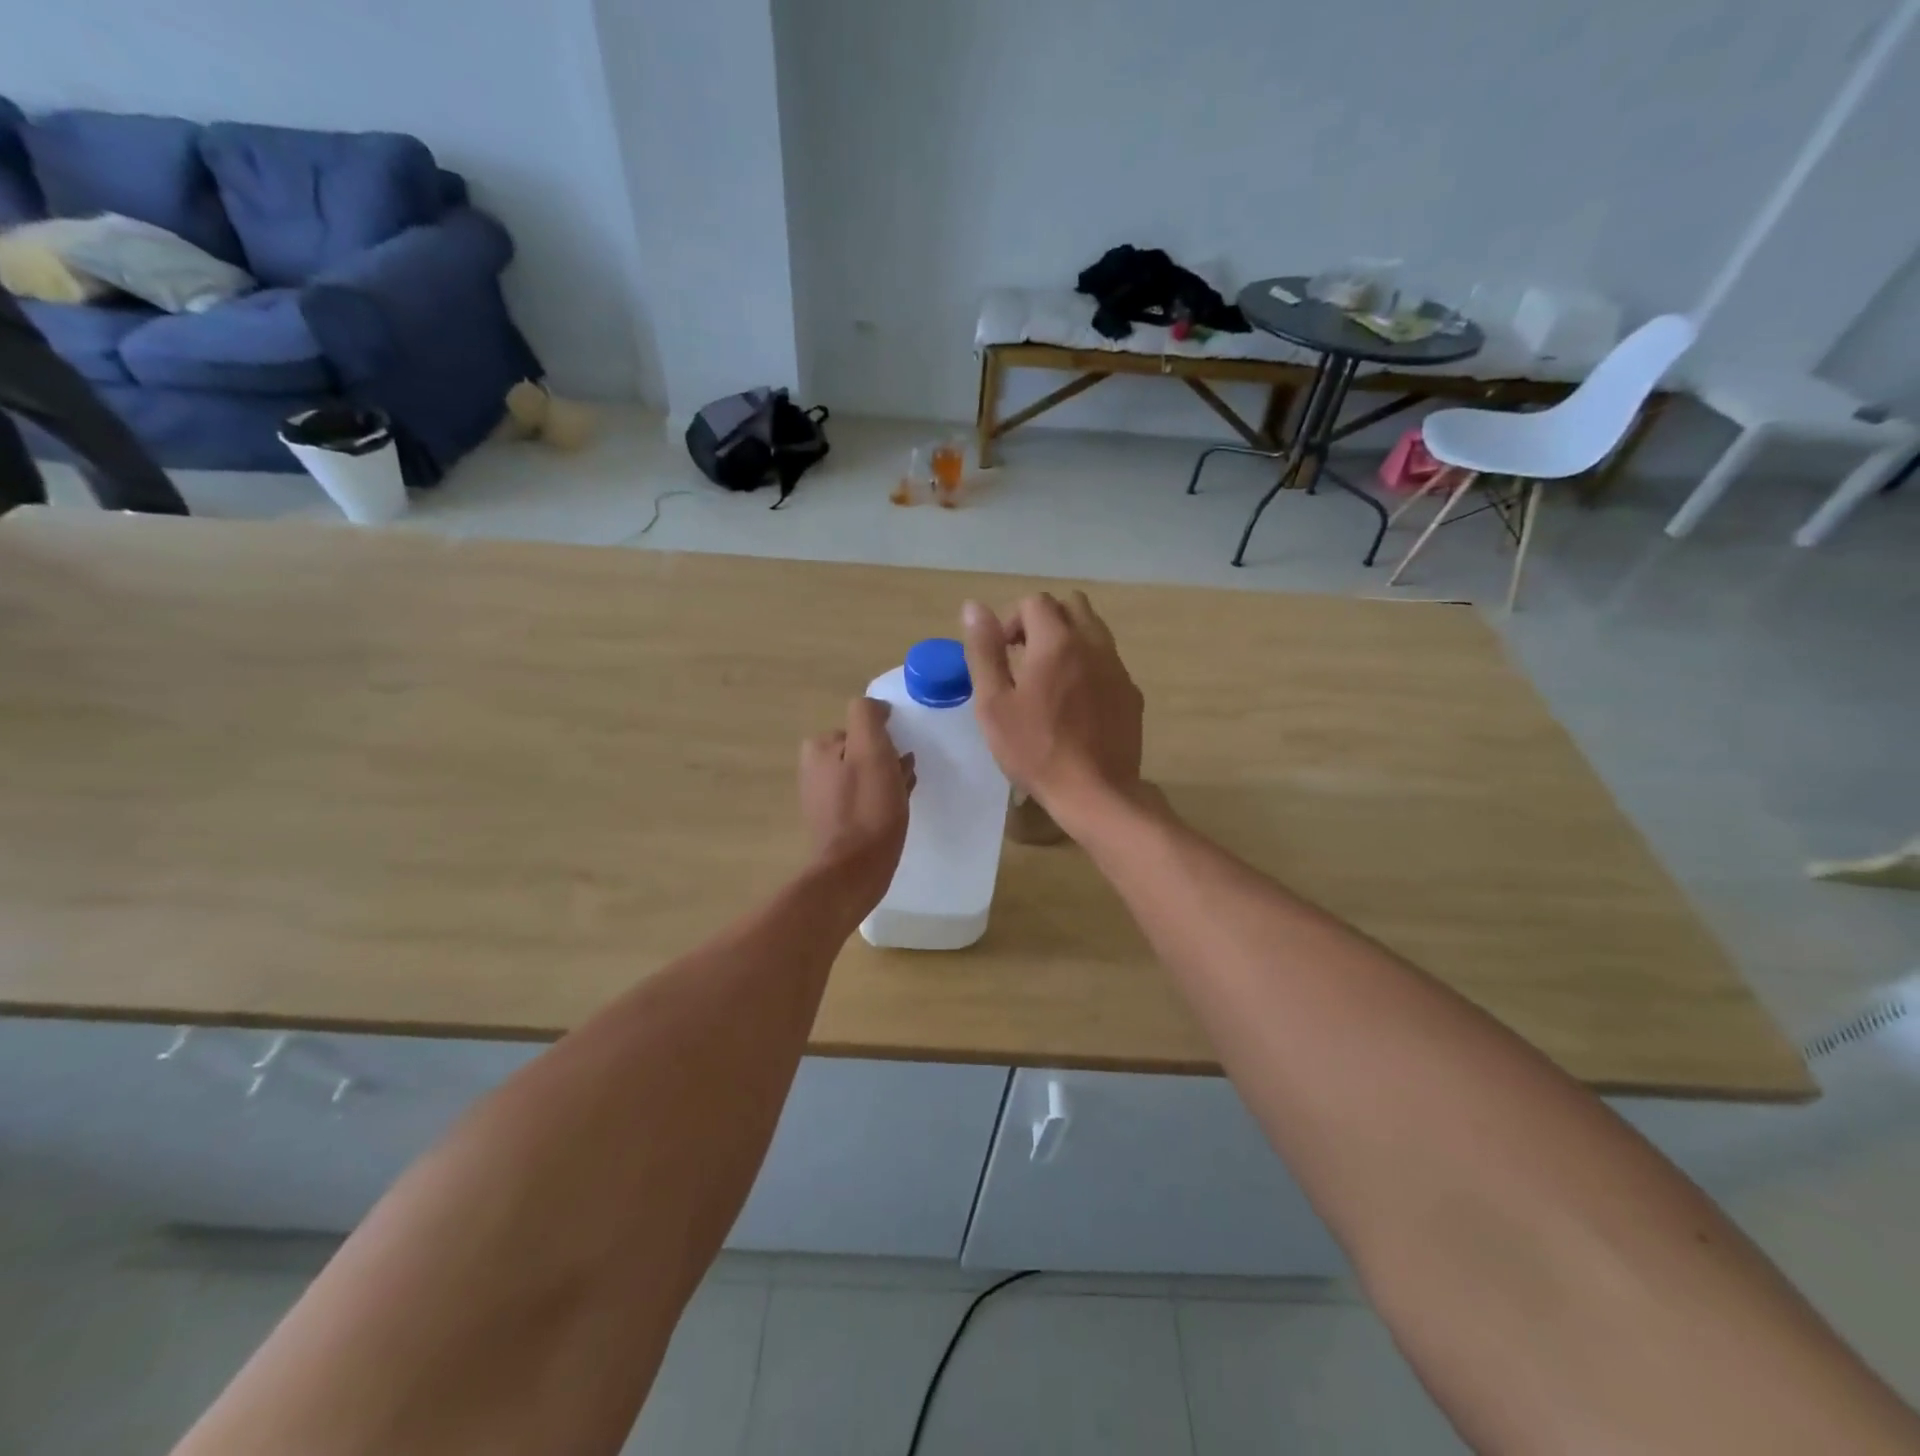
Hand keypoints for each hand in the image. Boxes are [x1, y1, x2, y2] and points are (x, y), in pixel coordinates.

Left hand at [799, 697, 914, 905]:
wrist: (855, 870)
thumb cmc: (868, 807)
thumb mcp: (870, 749)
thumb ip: (868, 717)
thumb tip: (876, 707)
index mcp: (818, 749)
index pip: (860, 727)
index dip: (885, 739)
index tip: (900, 756)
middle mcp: (813, 770)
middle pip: (862, 751)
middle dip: (886, 759)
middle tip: (905, 777)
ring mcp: (822, 799)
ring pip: (865, 775)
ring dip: (887, 779)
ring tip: (906, 794)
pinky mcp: (835, 823)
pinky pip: (863, 799)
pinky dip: (881, 800)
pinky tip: (896, 811)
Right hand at [961, 592, 1143, 828]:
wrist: (1096, 792)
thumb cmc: (1035, 749)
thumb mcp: (993, 703)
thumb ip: (984, 651)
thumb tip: (973, 607)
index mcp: (1056, 641)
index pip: (1035, 602)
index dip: (1012, 620)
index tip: (1002, 654)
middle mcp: (1093, 644)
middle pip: (1071, 605)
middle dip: (1044, 620)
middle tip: (1024, 657)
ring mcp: (1117, 668)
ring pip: (1094, 630)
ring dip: (1069, 639)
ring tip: (1049, 679)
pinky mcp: (1131, 693)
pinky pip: (1108, 661)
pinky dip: (1088, 665)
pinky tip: (1076, 703)